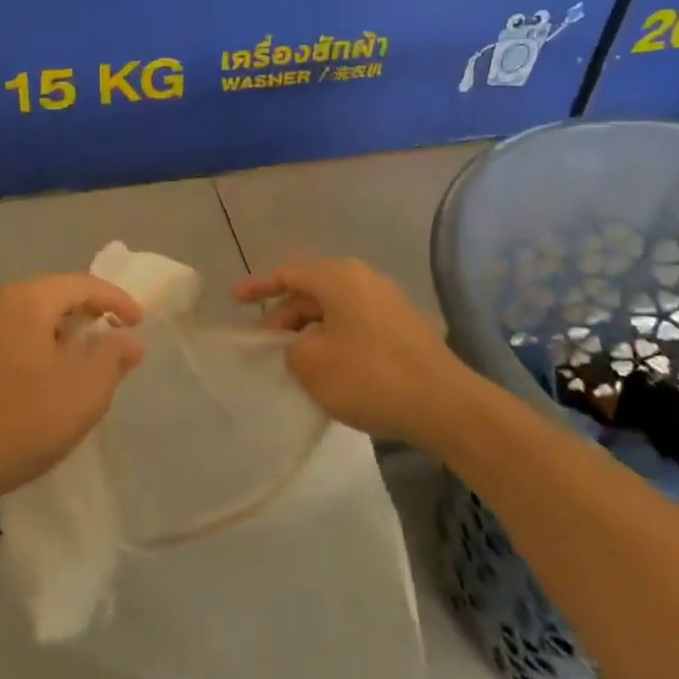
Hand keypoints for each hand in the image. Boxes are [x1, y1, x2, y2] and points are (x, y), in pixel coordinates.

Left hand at [0, 275, 145, 510]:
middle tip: (114, 333)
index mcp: (27, 301)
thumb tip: (129, 339)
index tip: (139, 322)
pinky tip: (46, 379)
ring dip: (62, 331)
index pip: (82, 284)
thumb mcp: (83, 392)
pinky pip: (11, 338)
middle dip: (88, 311)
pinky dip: (38, 347)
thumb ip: (112, 358)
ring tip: (84, 358)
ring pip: (30, 317)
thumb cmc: (19, 422)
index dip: (116, 299)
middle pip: (52, 294)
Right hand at [234, 257, 469, 446]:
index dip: (258, 287)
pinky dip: (333, 340)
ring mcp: (386, 302)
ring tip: (292, 362)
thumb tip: (299, 346)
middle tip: (264, 347)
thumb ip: (290, 348)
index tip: (235, 300)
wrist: (443, 404)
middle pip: (310, 292)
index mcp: (338, 277)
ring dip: (308, 332)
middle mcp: (363, 279)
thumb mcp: (311, 363)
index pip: (288, 274)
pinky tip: (327, 370)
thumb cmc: (369, 376)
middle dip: (283, 318)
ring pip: (333, 311)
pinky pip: (354, 325)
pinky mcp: (401, 327)